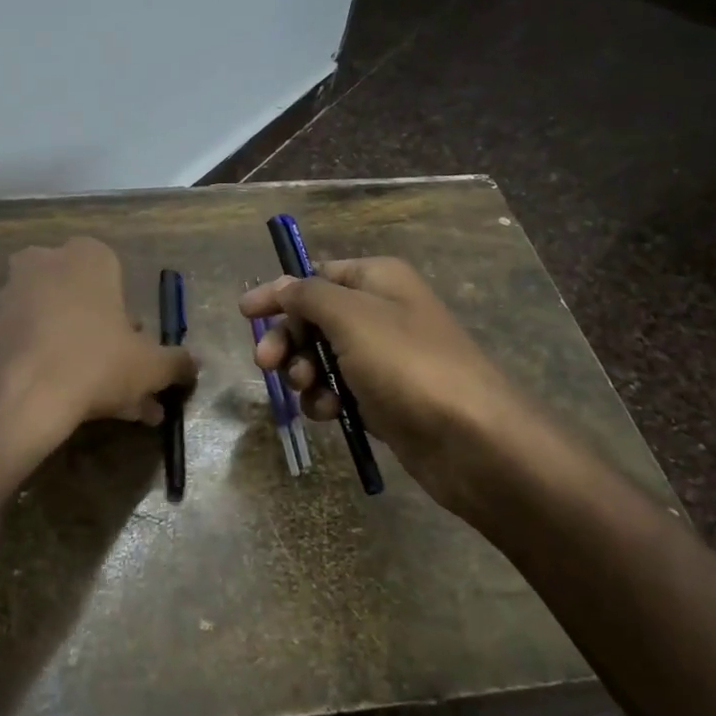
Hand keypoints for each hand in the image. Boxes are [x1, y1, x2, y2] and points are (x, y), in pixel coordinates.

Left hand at [0, 238, 196, 441]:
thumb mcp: (150, 366)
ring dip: (78, 358)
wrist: (18, 396)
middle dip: (106, 342)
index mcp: (88, 256)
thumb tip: (192, 366)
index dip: (131, 319)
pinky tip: (63, 403)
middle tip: (122, 383)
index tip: (137, 352)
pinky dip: (46, 366)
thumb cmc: (95, 363)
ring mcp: (10, 291)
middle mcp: (46, 262)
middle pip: (85, 303)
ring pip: (57, 326)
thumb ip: (176, 362)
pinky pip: (29, 343)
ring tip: (98, 404)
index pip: (117, 277)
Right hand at [239, 258, 530, 497]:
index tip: (244, 312)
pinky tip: (330, 413)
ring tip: (309, 391)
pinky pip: (340, 390)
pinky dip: (327, 399)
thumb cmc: (406, 364)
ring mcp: (383, 357)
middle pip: (314, 318)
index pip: (316, 275)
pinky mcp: (384, 398)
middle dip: (288, 340)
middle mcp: (381, 312)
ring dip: (304, 373)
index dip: (279, 292)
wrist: (471, 439)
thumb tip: (282, 285)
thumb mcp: (350, 316)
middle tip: (265, 363)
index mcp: (377, 280)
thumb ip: (308, 295)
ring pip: (322, 358)